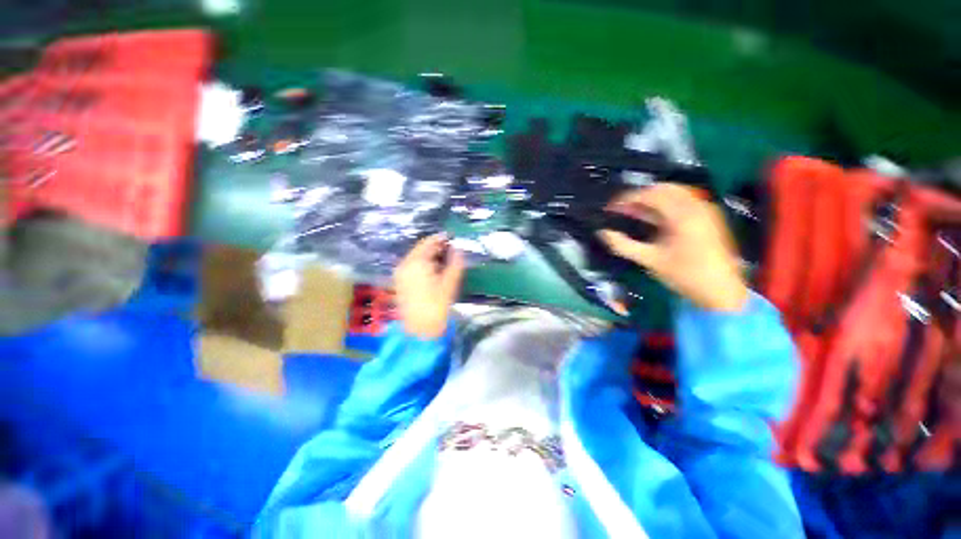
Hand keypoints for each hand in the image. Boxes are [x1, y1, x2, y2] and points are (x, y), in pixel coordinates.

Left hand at [394, 234, 464, 338]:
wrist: (420, 331)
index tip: (452, 236)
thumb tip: (458, 249)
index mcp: (416, 263)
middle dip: (435, 246)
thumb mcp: (449, 284)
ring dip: (429, 254)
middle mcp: (404, 265)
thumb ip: (455, 263)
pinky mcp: (400, 282)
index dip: (440, 238)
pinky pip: (412, 265)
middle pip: (420, 249)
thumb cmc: (437, 307)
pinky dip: (423, 263)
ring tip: (444, 256)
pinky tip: (433, 267)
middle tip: (450, 246)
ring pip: (415, 257)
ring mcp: (400, 274)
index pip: (428, 243)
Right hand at [599, 184, 747, 311]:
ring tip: (633, 212)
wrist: (721, 291)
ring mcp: (705, 210)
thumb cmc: (685, 276)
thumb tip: (602, 233)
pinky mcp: (708, 217)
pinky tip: (651, 218)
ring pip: (674, 193)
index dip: (627, 198)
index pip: (650, 194)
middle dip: (639, 196)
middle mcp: (696, 206)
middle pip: (663, 188)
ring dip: (651, 200)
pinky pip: (683, 202)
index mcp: (683, 215)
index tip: (611, 208)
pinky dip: (664, 205)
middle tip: (621, 209)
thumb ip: (623, 245)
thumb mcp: (650, 260)